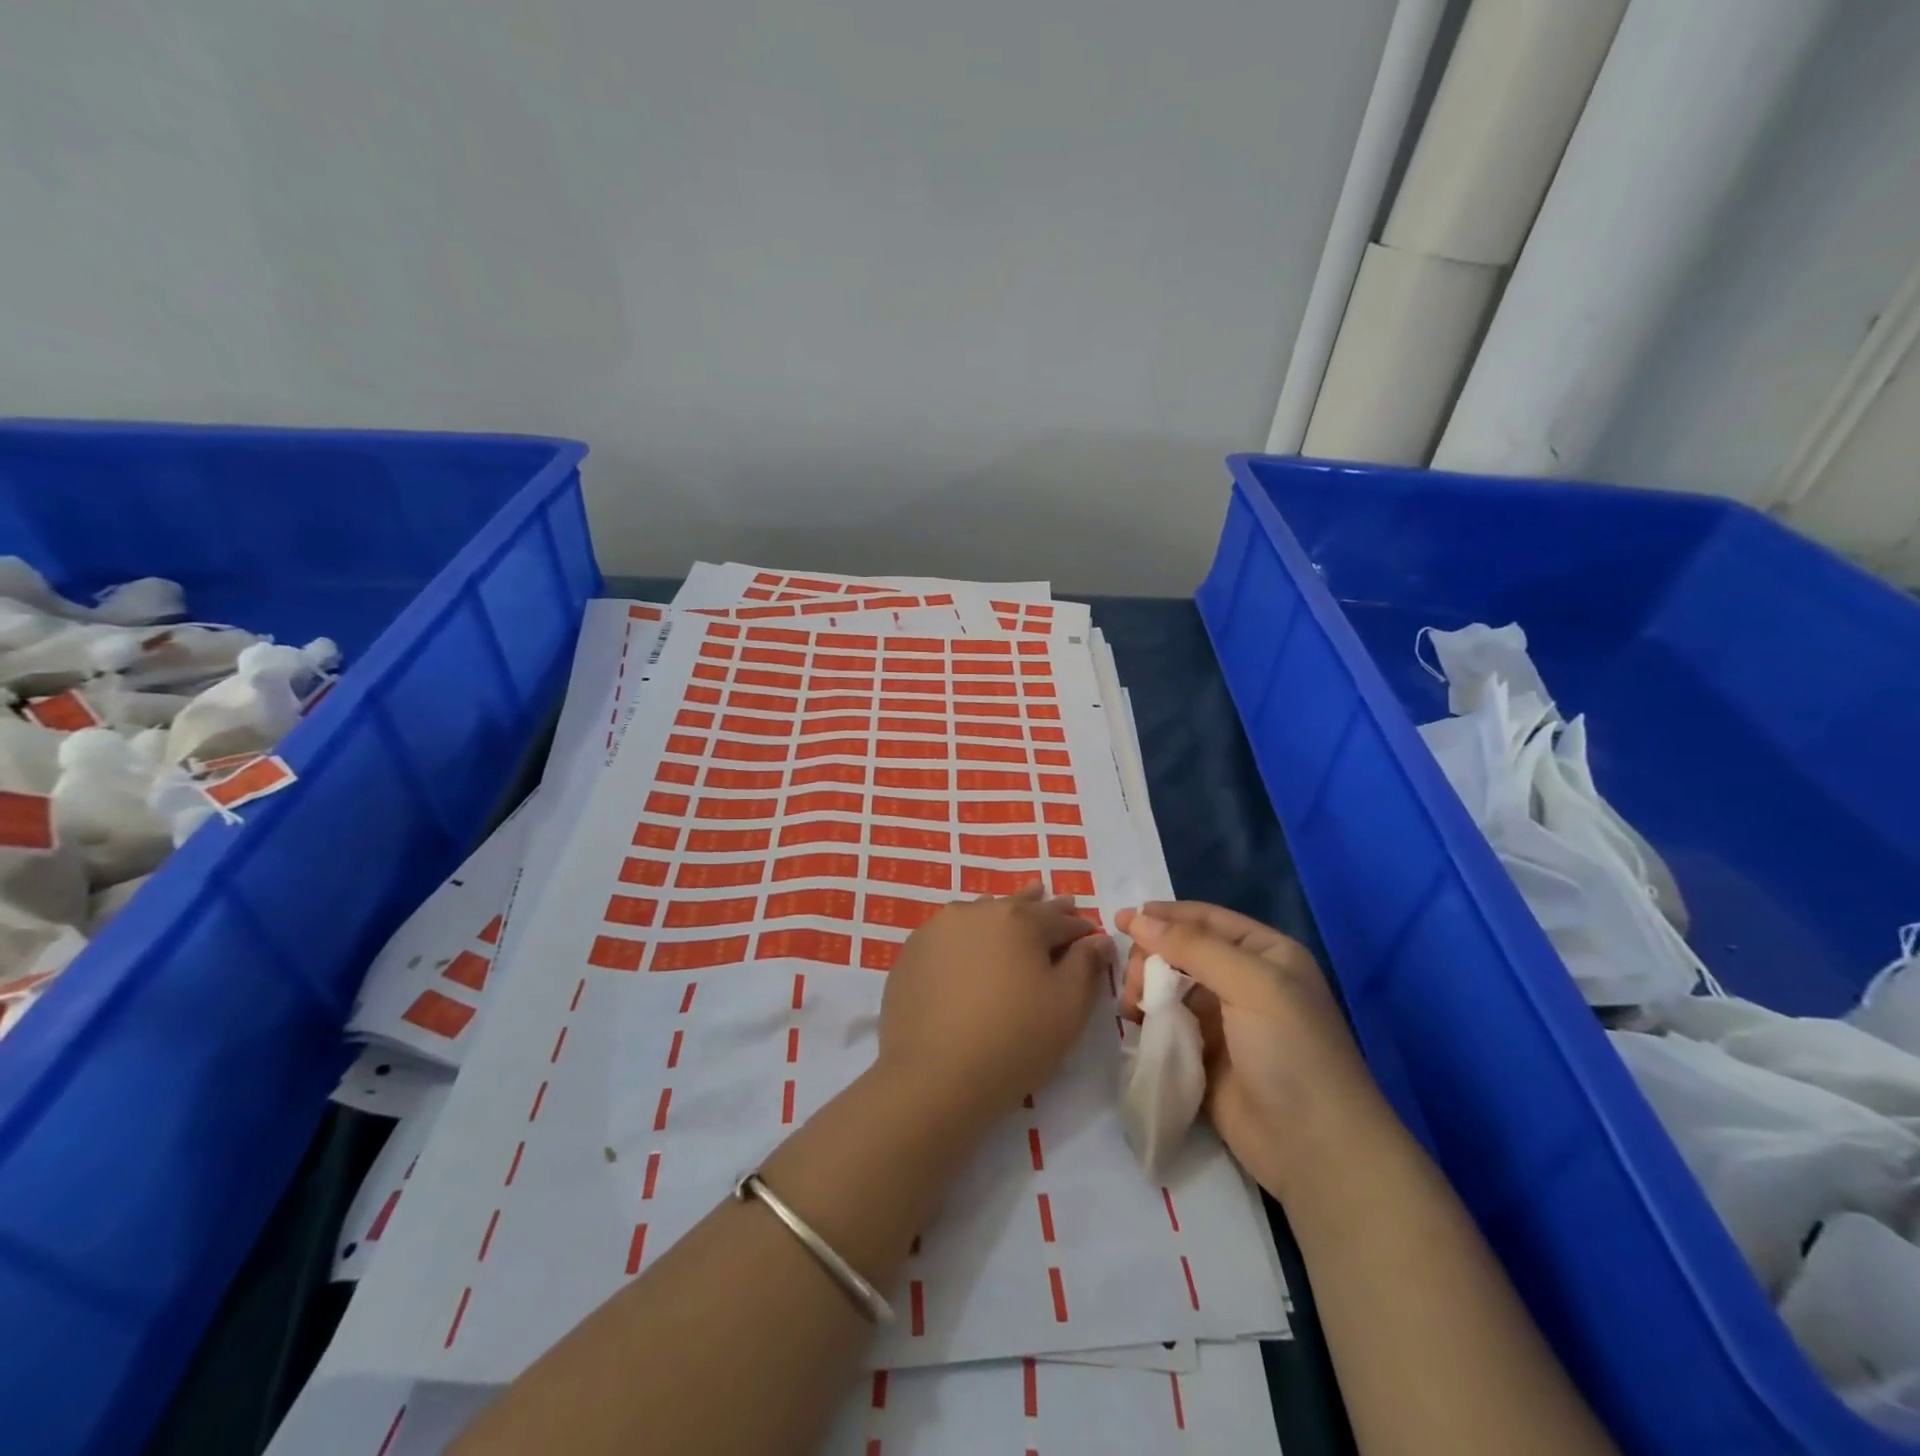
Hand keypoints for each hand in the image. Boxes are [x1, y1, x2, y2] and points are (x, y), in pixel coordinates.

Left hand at [878, 885, 1111, 1132]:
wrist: (934, 1076)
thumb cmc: (1014, 1041)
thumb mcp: (1067, 1008)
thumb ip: (1086, 966)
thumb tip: (1098, 939)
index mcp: (1019, 920)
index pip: (1060, 919)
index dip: (1079, 928)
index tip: (1090, 934)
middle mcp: (977, 912)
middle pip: (1017, 906)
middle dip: (1040, 908)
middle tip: (1054, 900)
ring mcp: (938, 929)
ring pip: (979, 914)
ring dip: (1000, 917)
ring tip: (1010, 917)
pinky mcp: (912, 952)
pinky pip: (949, 935)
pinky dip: (965, 938)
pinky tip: (968, 951)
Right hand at [1116, 901, 1392, 1200]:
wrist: (1314, 1150)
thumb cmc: (1291, 1052)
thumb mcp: (1251, 985)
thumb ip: (1192, 947)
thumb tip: (1135, 919)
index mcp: (1266, 954)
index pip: (1206, 919)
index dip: (1163, 916)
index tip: (1118, 920)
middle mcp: (1246, 980)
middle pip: (1182, 951)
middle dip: (1151, 957)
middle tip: (1130, 980)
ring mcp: (1226, 1020)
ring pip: (1171, 986)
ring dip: (1146, 988)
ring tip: (1132, 1008)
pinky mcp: (1206, 1055)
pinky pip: (1169, 1023)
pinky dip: (1149, 1019)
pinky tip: (1135, 1026)